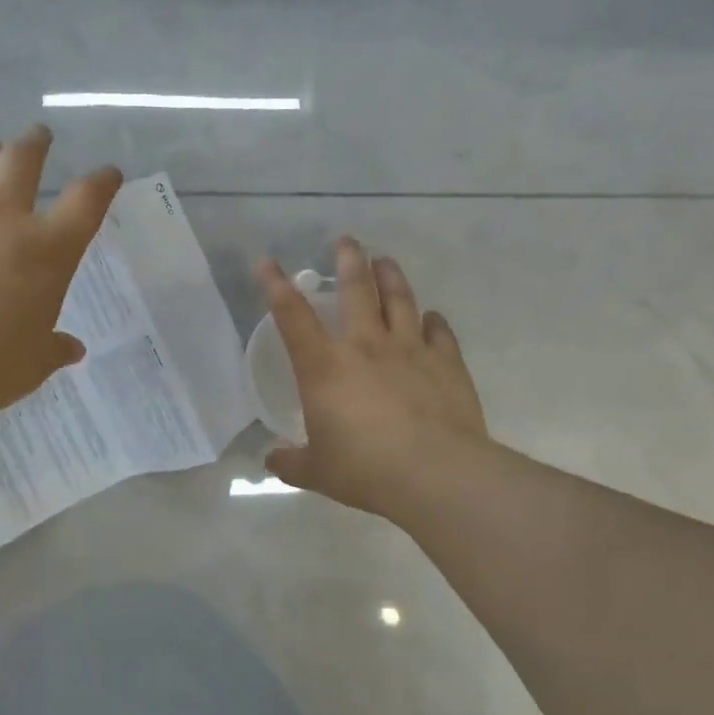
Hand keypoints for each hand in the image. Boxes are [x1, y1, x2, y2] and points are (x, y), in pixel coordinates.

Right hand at [257, 238, 492, 521]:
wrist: (436, 474)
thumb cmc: (365, 469)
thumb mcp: (317, 471)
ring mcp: (410, 349)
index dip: (275, 286)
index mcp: (324, 367)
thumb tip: (271, 460)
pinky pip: (440, 332)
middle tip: (346, 241)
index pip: (291, 316)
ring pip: (400, 299)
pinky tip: (432, 317)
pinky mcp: (447, 363)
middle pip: (355, 289)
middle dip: (348, 260)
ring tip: (385, 259)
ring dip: (391, 275)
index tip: (266, 261)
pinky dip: (434, 321)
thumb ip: (291, 462)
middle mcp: (365, 346)